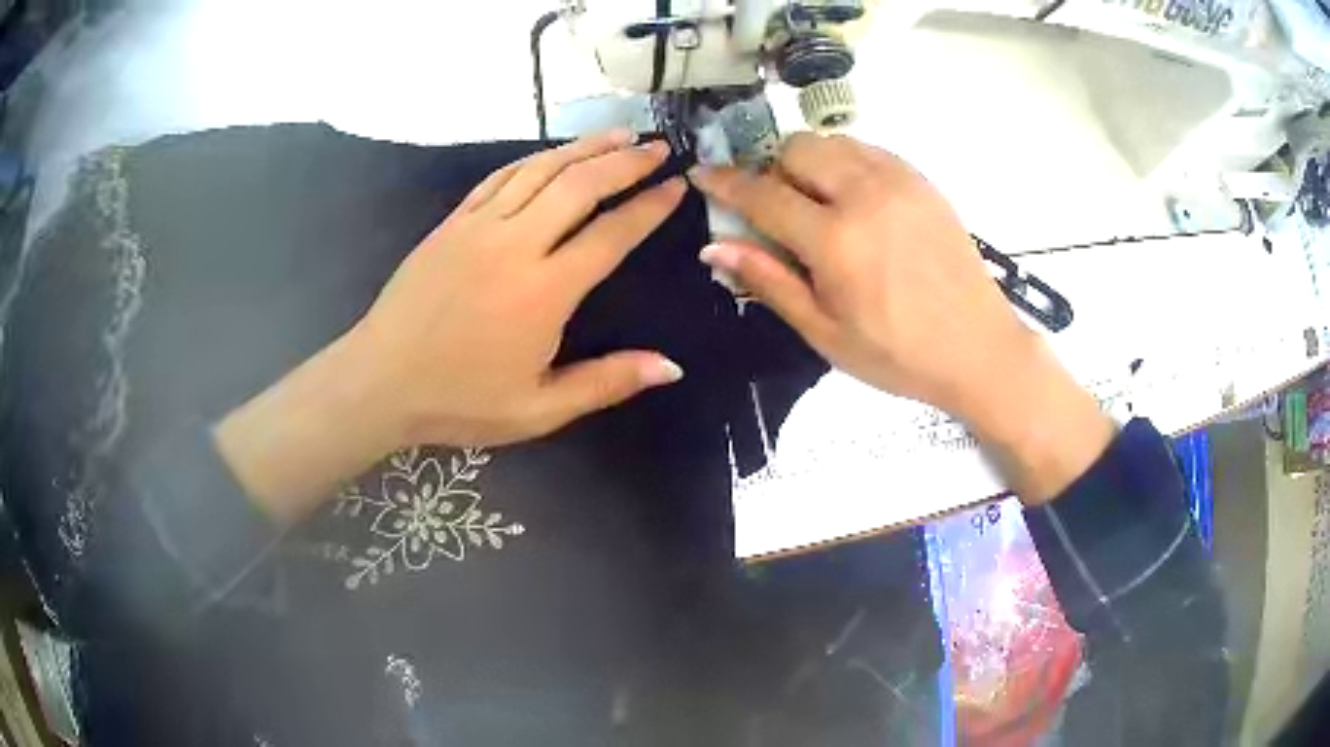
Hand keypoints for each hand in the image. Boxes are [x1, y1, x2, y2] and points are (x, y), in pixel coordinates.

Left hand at [215, 131, 686, 521]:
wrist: (380, 381)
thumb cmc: (460, 401)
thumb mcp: (538, 409)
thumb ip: (606, 383)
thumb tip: (671, 366)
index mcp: (544, 291)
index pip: (611, 235)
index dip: (649, 207)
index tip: (677, 186)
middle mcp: (516, 245)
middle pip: (580, 185)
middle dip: (626, 162)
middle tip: (659, 147)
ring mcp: (478, 226)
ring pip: (541, 171)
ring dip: (584, 148)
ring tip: (620, 134)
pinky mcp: (452, 223)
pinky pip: (500, 177)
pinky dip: (534, 160)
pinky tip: (553, 154)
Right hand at [690, 133, 1113, 501]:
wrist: (979, 347)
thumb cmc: (899, 354)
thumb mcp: (826, 333)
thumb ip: (769, 281)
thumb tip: (714, 248)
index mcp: (837, 240)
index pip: (764, 195)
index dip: (726, 183)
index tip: (703, 175)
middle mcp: (866, 194)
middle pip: (798, 148)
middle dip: (775, 170)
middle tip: (781, 209)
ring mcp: (900, 181)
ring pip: (834, 142)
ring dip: (812, 163)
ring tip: (820, 205)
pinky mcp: (923, 181)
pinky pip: (869, 150)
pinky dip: (848, 164)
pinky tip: (857, 202)